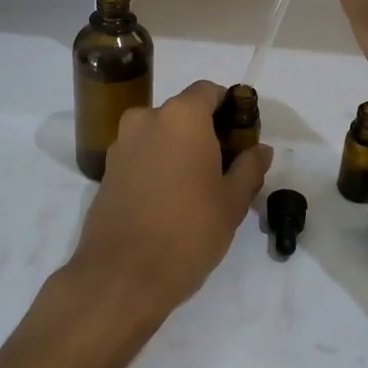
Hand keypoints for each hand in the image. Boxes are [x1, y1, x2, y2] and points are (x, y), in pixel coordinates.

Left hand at [68, 80, 272, 324]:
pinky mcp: (107, 170)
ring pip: (160, 134)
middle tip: (225, 166)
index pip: (209, 91)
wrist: (121, 276)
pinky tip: (169, 199)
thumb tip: (260, 149)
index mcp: (181, 116)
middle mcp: (146, 119)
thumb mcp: (232, 202)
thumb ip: (249, 167)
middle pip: (183, 112)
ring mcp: (121, 144)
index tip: (242, 135)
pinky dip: (157, 165)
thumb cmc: (187, 231)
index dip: (229, 107)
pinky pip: (141, 155)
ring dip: (179, 149)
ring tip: (197, 187)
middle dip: (205, 131)